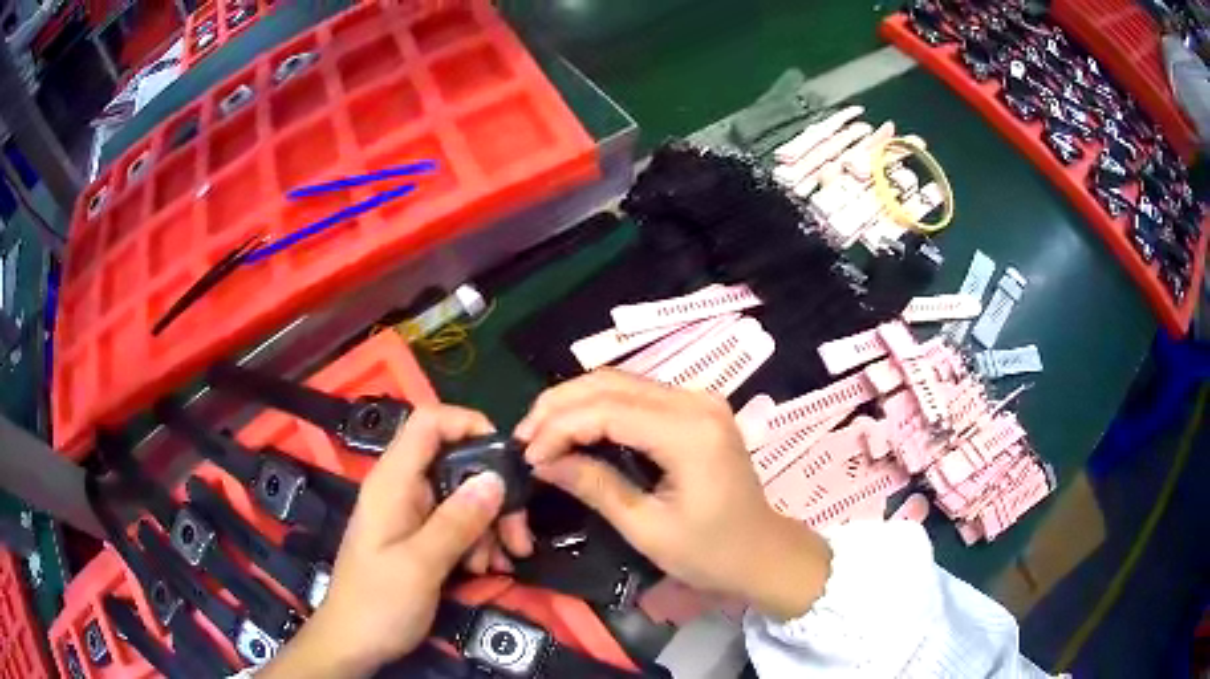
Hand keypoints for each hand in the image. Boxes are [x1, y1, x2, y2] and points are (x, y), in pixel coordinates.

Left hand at [260, 405, 530, 677]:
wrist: (353, 643)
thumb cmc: (378, 602)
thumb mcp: (420, 565)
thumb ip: (457, 521)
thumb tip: (496, 478)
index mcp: (393, 482)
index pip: (428, 423)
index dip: (467, 423)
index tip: (506, 455)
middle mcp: (403, 490)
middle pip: (456, 464)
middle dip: (493, 495)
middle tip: (518, 535)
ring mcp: (412, 515)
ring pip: (463, 498)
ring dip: (490, 526)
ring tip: (500, 563)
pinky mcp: (419, 538)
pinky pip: (457, 525)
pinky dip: (478, 542)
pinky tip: (487, 569)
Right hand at [515, 370, 832, 620]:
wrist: (763, 552)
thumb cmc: (710, 552)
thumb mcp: (646, 528)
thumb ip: (594, 486)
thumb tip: (542, 462)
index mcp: (689, 432)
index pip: (608, 409)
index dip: (560, 427)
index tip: (528, 455)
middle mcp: (695, 401)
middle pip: (611, 382)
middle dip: (559, 405)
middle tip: (524, 436)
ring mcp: (699, 400)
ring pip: (621, 382)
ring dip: (576, 402)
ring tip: (541, 431)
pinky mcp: (695, 409)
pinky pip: (637, 395)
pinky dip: (600, 407)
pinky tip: (576, 427)